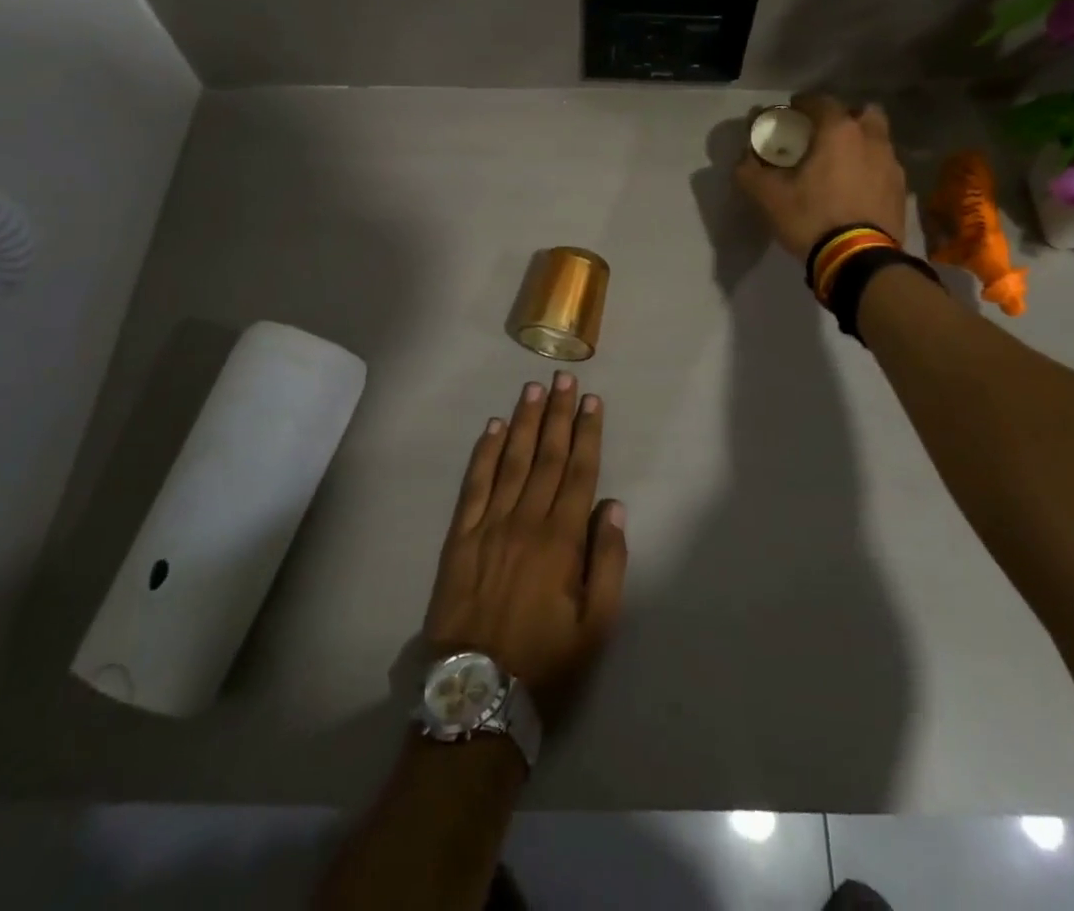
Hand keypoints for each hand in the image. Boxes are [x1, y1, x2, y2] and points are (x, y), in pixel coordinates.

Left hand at [423, 373, 627, 724]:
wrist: (477, 695)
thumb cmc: (546, 662)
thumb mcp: (597, 625)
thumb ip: (608, 561)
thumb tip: (612, 506)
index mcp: (561, 539)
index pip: (579, 471)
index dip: (587, 433)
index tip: (592, 401)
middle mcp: (526, 520)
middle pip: (547, 456)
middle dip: (558, 414)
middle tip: (564, 378)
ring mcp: (489, 525)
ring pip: (512, 460)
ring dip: (525, 422)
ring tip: (533, 389)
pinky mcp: (460, 537)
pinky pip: (474, 484)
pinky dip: (485, 453)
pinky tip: (494, 428)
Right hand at [734, 94, 909, 259]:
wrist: (859, 260)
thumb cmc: (812, 218)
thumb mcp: (768, 196)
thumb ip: (750, 171)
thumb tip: (743, 158)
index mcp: (839, 132)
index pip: (821, 101)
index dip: (803, 104)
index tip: (791, 113)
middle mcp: (871, 139)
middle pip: (862, 113)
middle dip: (844, 118)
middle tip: (824, 135)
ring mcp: (892, 165)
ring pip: (878, 140)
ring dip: (861, 143)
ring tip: (841, 165)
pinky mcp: (901, 190)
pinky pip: (884, 167)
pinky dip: (871, 169)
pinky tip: (856, 190)